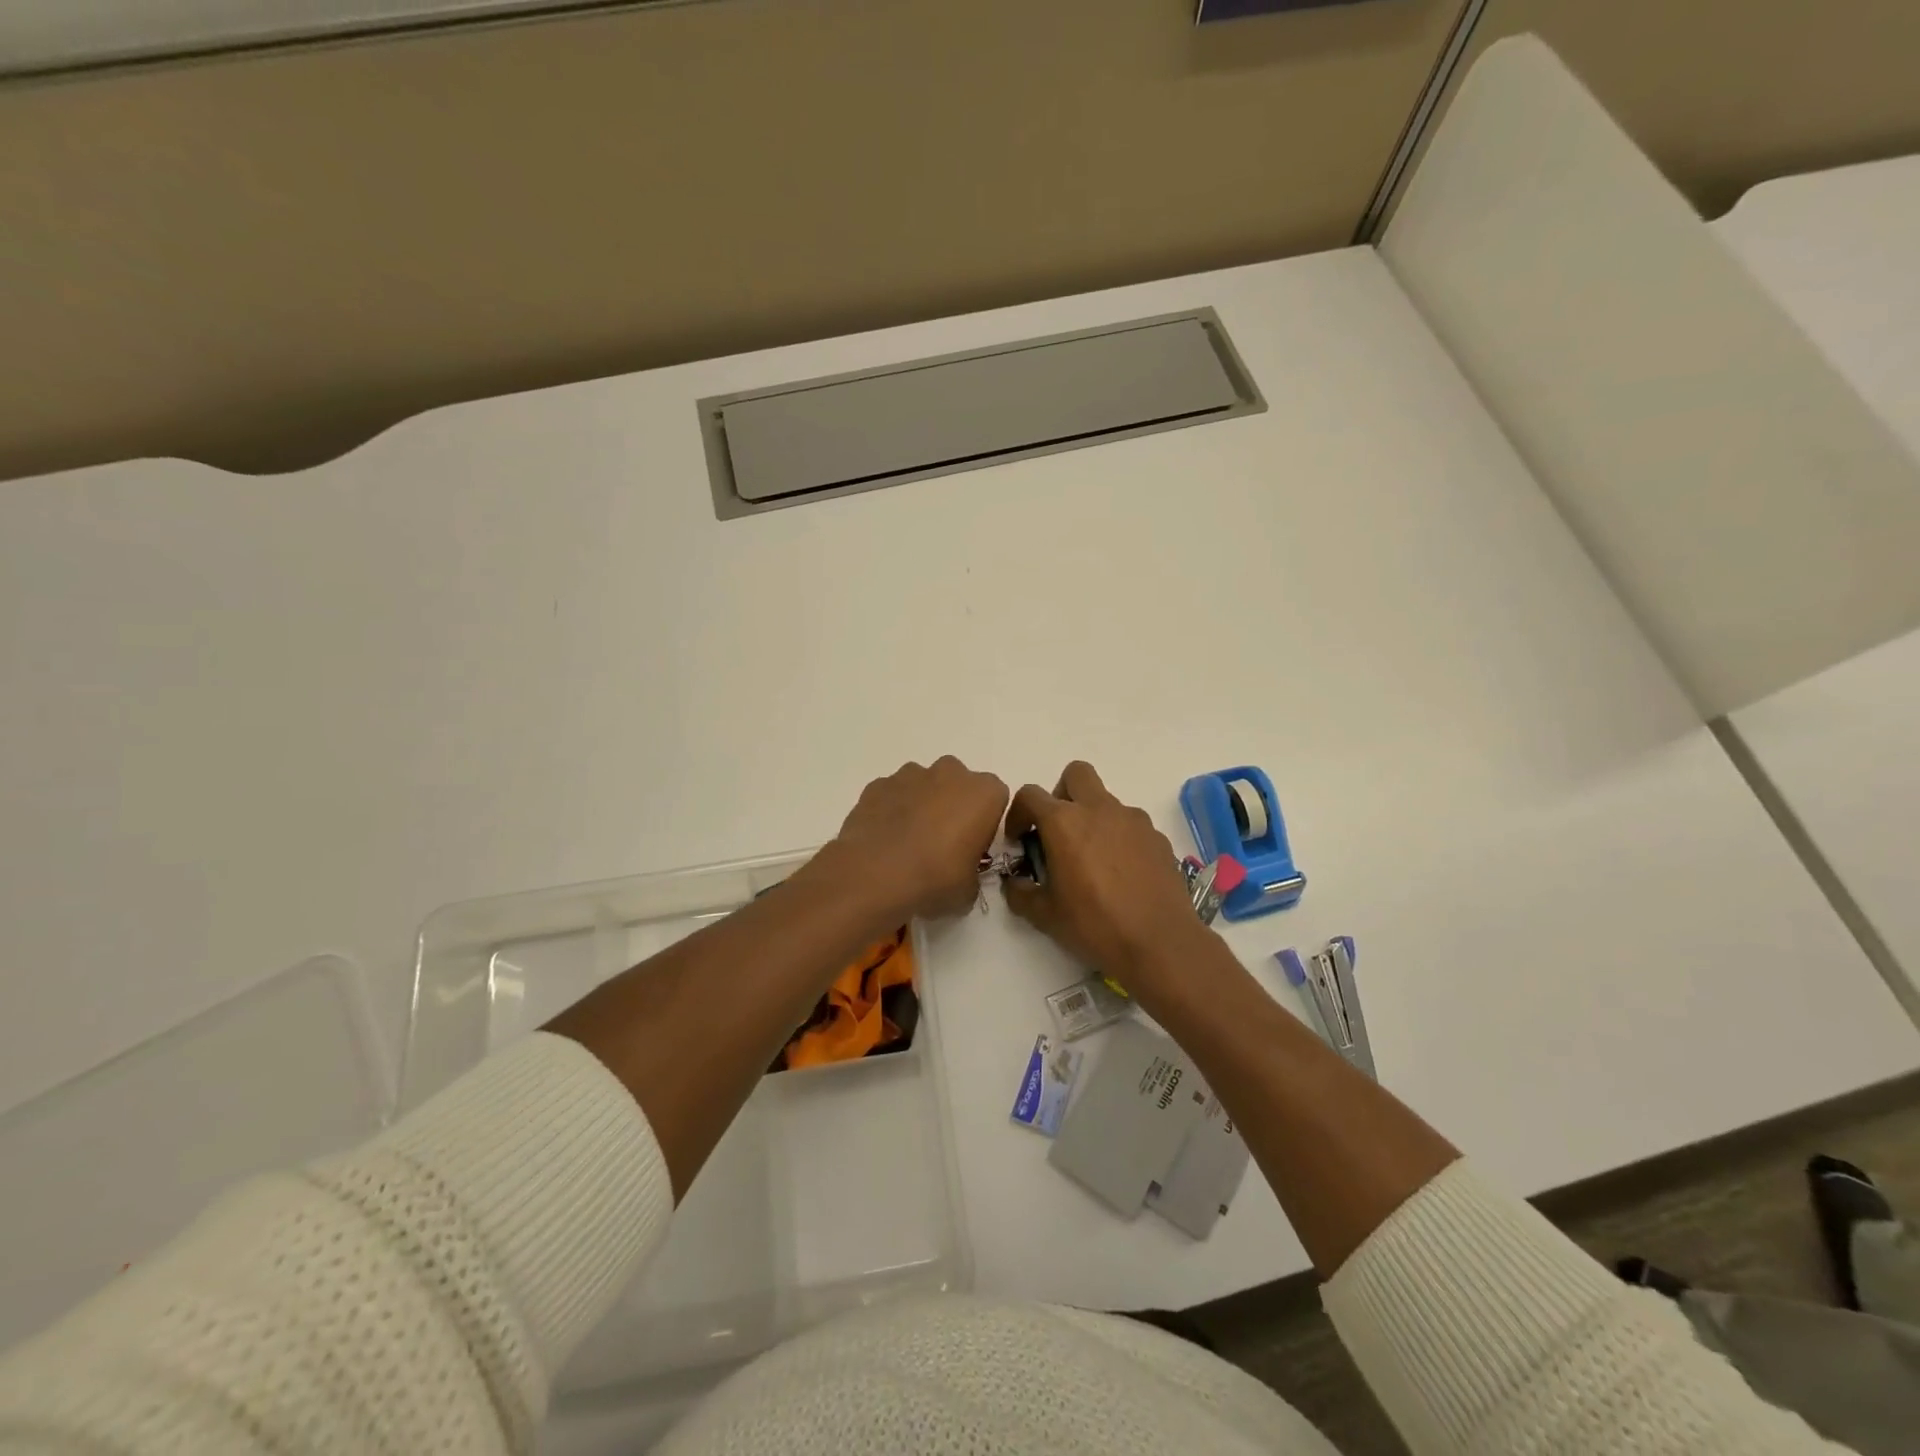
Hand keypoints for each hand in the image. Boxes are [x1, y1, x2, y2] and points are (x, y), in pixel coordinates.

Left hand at [825, 756, 1008, 922]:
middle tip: (941, 843)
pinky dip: (891, 810)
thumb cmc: (936, 878)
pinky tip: (884, 839)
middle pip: (958, 785)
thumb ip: (972, 872)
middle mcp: (951, 773)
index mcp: (984, 793)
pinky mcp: (878, 784)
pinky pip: (893, 794)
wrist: (876, 874)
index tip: (972, 847)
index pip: (995, 800)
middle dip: (952, 806)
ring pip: (923, 785)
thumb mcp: (969, 889)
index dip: (984, 823)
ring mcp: (911, 774)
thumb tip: (960, 873)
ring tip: (908, 843)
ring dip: (921, 805)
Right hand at [1001, 761, 1207, 995]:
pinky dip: (1119, 839)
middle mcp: (1099, 809)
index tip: (1019, 840)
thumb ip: (1021, 893)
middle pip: (1075, 774)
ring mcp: (1134, 820)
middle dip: (1061, 794)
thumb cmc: (1095, 925)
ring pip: (1106, 801)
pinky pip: (1131, 826)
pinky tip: (1121, 874)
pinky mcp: (1157, 837)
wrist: (1160, 942)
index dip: (1018, 813)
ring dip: (1093, 818)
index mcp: (1064, 822)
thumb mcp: (1045, 915)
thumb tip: (1015, 883)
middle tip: (1058, 831)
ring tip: (1092, 861)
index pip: (1030, 795)